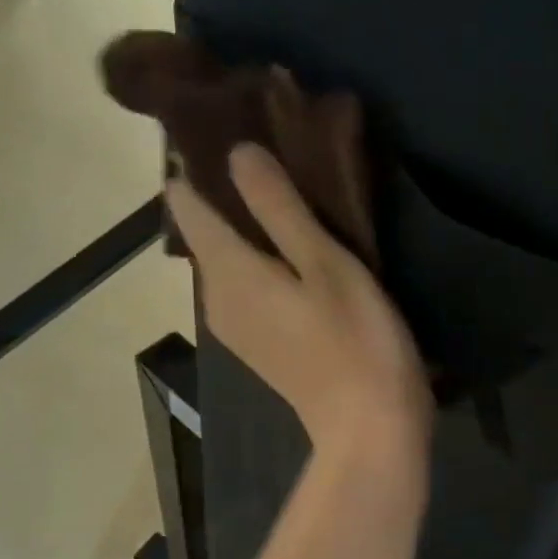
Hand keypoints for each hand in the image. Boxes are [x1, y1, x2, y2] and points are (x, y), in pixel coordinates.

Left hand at [167, 144, 431, 460]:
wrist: (370, 428)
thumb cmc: (355, 340)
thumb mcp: (324, 263)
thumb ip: (278, 207)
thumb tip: (237, 152)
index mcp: (227, 272)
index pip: (187, 205)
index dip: (195, 166)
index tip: (221, 130)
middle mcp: (217, 297)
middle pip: (206, 232)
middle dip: (225, 192)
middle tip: (267, 148)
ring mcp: (236, 325)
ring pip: (227, 258)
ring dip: (246, 224)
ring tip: (283, 186)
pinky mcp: (260, 342)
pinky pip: (245, 283)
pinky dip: (260, 257)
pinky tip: (293, 245)